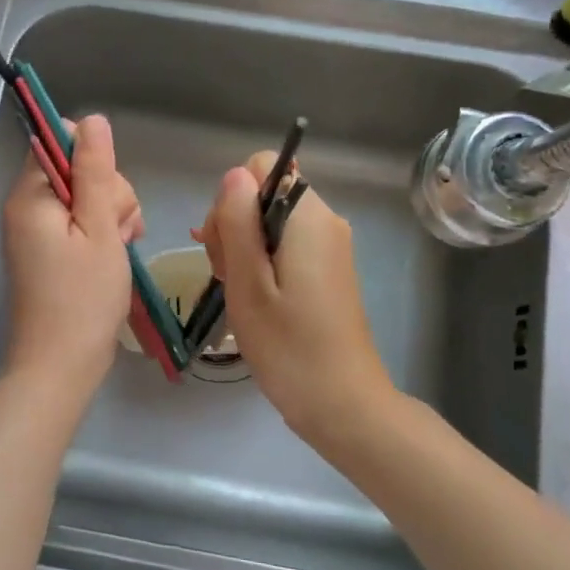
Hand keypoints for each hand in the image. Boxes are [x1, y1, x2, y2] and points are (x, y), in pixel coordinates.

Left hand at [1, 114, 143, 389]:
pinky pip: (80, 227)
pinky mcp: (47, 254)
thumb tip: (92, 119)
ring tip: (120, 251)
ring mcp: (35, 233)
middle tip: (119, 234)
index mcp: (30, 195)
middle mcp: (25, 208)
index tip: (108, 197)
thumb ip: (96, 171)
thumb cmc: (84, 298)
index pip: (62, 144)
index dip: (95, 163)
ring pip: (86, 201)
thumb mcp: (100, 228)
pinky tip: (115, 257)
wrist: (59, 366)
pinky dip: (101, 237)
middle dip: (109, 196)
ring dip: (111, 219)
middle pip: (78, 172)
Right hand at [194, 153, 394, 439]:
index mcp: (308, 216)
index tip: (226, 246)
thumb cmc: (289, 346)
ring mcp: (329, 247)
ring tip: (242, 295)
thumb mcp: (248, 283)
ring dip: (244, 250)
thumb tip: (234, 175)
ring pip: (270, 223)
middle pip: (264, 194)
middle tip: (230, 278)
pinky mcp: (327, 270)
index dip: (232, 199)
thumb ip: (237, 223)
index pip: (262, 166)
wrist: (342, 403)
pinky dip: (262, 265)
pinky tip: (256, 300)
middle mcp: (325, 221)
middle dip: (234, 227)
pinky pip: (285, 246)